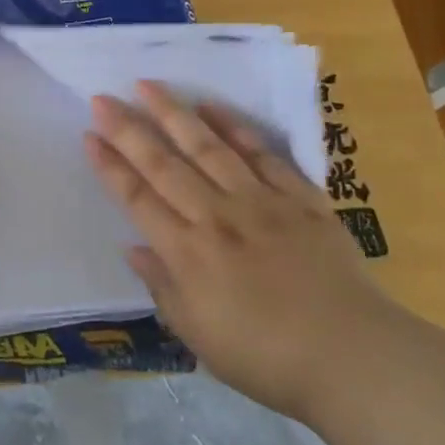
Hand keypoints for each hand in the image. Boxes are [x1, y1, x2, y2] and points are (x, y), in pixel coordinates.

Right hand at [85, 81, 399, 422]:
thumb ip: (163, 288)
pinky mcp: (300, 198)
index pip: (137, 198)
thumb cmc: (268, 358)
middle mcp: (217, 216)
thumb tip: (133, 248)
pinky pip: (263, 154)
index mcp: (188, 252)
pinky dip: (236, 128)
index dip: (110, 166)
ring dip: (174, 114)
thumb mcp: (200, 337)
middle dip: (129, 129)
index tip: (88, 135)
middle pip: (164, 164)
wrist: (355, 359)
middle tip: (102, 97)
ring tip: (148, 85)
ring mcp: (260, 202)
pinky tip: (212, 107)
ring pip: (208, 147)